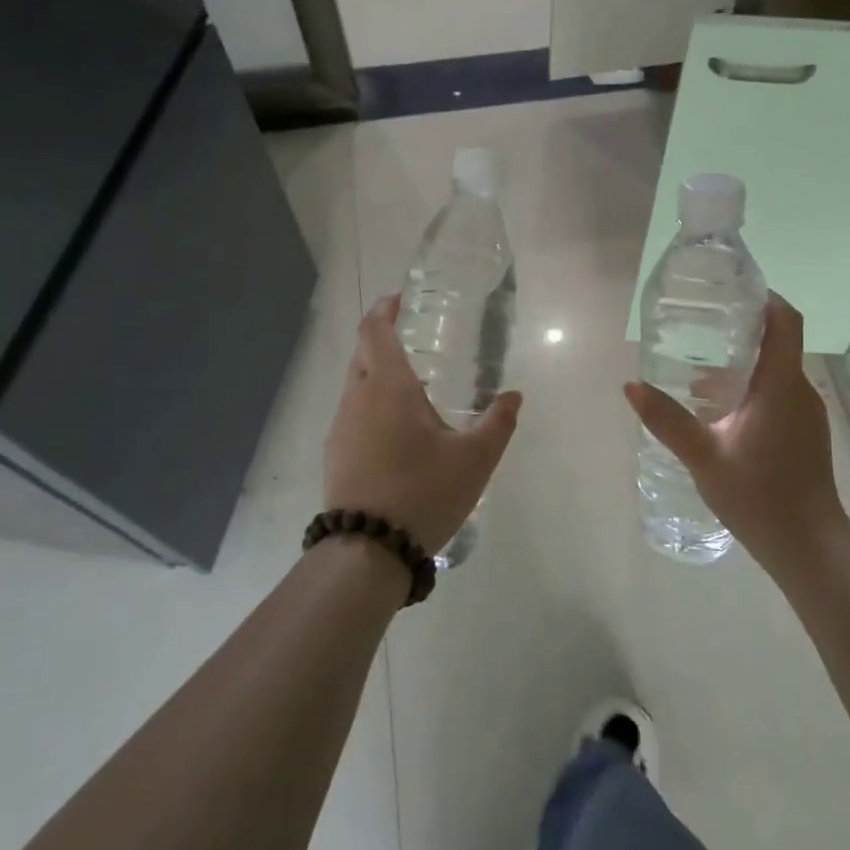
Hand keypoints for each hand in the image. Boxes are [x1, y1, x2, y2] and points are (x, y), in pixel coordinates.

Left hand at [324, 295, 522, 553]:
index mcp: (388, 387)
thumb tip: (514, 396)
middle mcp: (357, 398)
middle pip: (362, 353)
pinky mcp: (335, 453)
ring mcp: (340, 427)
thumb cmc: (424, 492)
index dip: (384, 309)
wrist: (368, 549)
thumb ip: (498, 423)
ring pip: (355, 384)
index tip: (399, 300)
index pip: (375, 330)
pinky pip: (352, 413)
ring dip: (376, 375)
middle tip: (413, 341)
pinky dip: (370, 405)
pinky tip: (394, 431)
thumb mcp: (475, 459)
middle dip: (382, 339)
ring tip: (410, 389)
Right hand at [624, 293, 848, 577]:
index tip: (734, 290)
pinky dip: (751, 391)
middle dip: (743, 331)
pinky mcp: (805, 437)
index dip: (766, 298)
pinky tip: (719, 414)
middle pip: (778, 345)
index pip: (785, 322)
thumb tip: (631, 386)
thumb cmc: (759, 496)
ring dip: (743, 366)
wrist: (810, 547)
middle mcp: (801, 392)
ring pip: (776, 375)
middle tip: (701, 328)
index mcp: (782, 386)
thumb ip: (668, 420)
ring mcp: (807, 416)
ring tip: (698, 373)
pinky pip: (778, 397)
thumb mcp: (704, 456)